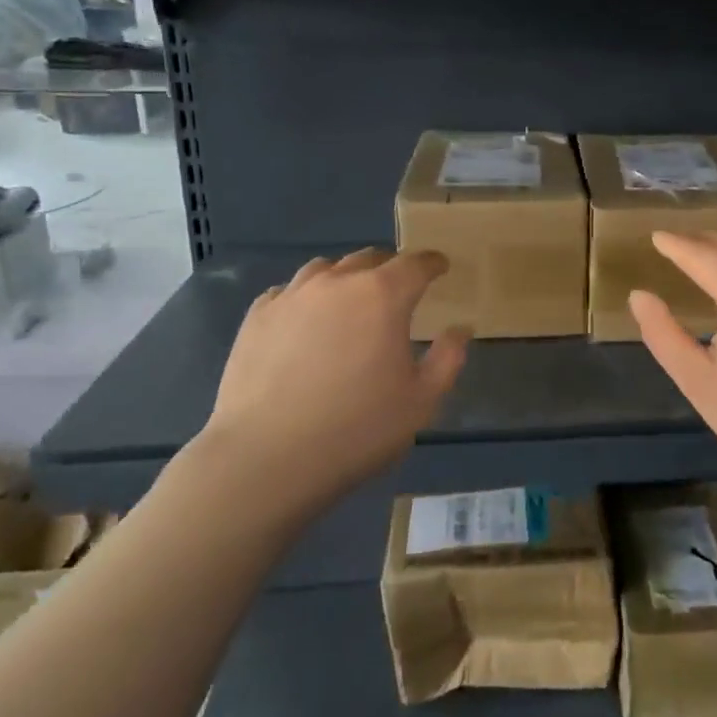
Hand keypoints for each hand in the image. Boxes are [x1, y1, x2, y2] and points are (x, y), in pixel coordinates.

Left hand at [195, 249, 468, 510]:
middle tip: (398, 289)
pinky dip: (306, 297)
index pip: (415, 263)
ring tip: (349, 300)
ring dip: (346, 277)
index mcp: (383, 295)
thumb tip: (459, 329)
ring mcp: (291, 296)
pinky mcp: (257, 317)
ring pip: (325, 269)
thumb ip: (447, 358)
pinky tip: (305, 321)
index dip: (432, 263)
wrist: (266, 458)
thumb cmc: (357, 429)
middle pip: (369, 259)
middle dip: (390, 268)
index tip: (440, 267)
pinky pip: (288, 292)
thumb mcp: (421, 401)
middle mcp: (337, 282)